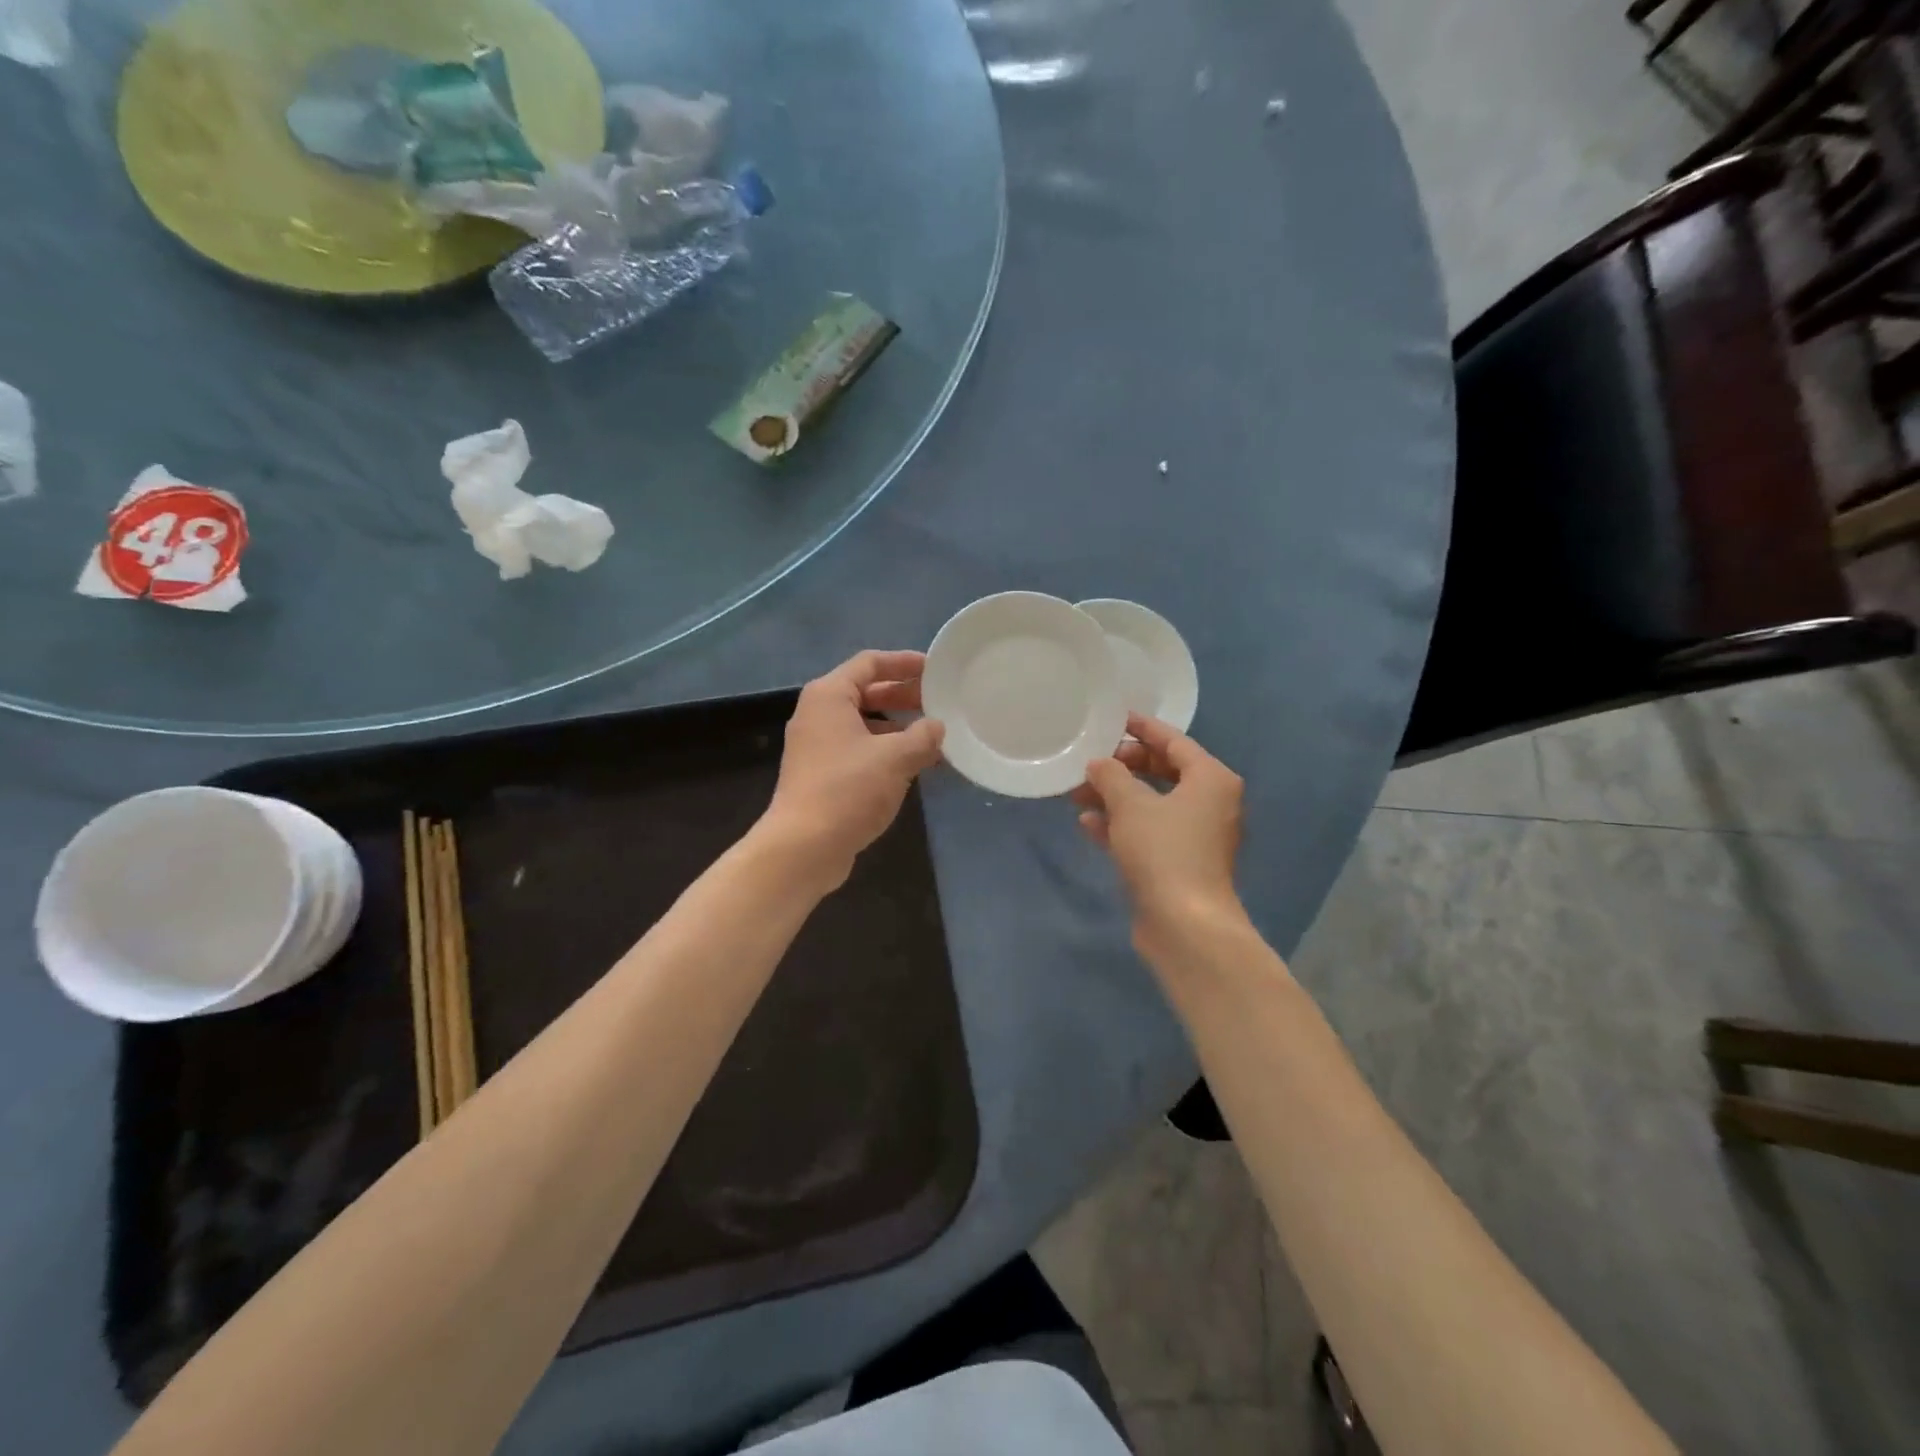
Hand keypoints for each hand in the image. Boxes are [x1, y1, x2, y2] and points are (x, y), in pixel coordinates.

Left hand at [762, 650, 945, 888]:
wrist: (803, 847)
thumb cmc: (848, 790)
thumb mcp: (895, 758)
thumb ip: (923, 736)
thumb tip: (937, 726)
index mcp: (829, 696)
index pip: (870, 663)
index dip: (904, 663)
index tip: (935, 670)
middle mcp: (818, 714)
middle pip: (866, 692)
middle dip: (904, 696)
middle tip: (940, 702)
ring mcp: (817, 746)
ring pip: (864, 724)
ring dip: (898, 727)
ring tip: (934, 735)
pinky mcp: (822, 775)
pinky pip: (860, 750)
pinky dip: (886, 751)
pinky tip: (915, 765)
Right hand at [1073, 714, 1246, 950]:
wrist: (1185, 925)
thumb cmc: (1163, 852)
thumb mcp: (1130, 805)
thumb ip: (1111, 776)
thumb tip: (1099, 764)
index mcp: (1211, 779)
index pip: (1174, 741)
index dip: (1142, 728)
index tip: (1115, 718)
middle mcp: (1210, 803)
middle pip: (1163, 771)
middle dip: (1124, 766)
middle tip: (1092, 762)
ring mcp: (1196, 835)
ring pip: (1152, 803)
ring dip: (1116, 797)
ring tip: (1078, 792)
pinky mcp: (1181, 863)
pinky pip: (1149, 832)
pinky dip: (1122, 825)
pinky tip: (1088, 823)